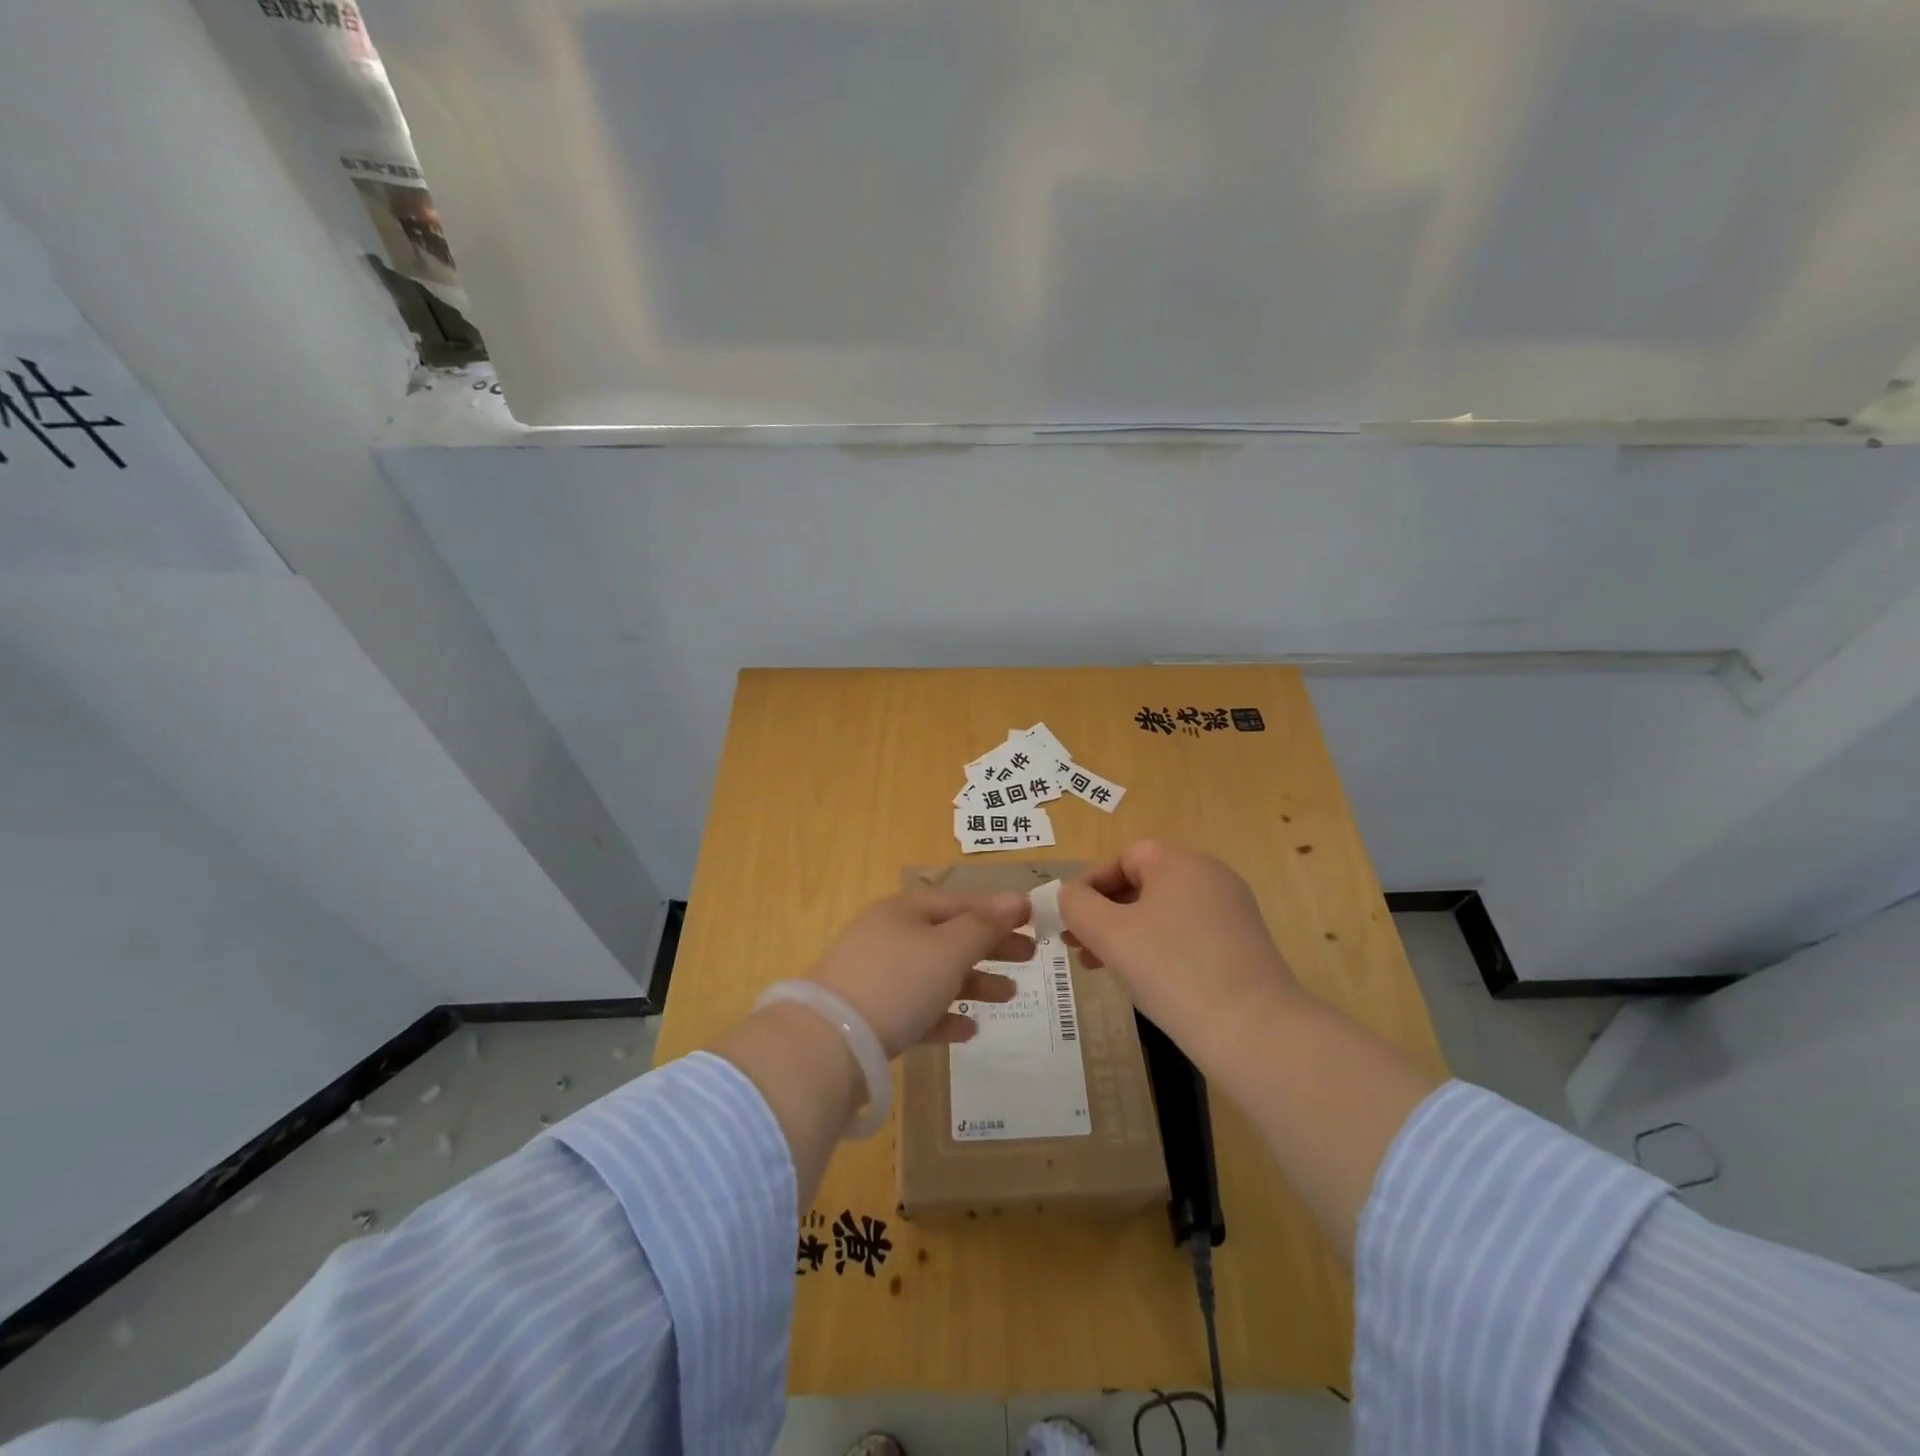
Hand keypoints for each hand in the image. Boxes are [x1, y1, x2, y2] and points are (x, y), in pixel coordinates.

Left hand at [806, 890, 1029, 1057]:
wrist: (828, 1043)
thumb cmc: (898, 981)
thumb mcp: (948, 949)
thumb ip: (984, 925)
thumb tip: (1017, 900)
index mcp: (905, 910)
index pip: (960, 902)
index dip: (998, 909)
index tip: (1034, 920)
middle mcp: (889, 936)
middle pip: (950, 936)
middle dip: (991, 946)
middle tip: (1030, 957)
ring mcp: (877, 976)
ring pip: (935, 973)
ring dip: (973, 982)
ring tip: (1008, 995)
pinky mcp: (871, 1015)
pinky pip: (917, 1009)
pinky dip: (944, 1015)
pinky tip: (968, 1030)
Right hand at [1059, 840, 1301, 1063]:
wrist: (1254, 1031)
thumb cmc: (1173, 969)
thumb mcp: (1110, 934)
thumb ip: (1078, 906)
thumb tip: (1071, 896)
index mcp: (1181, 863)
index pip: (1124, 858)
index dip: (1090, 885)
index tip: (1068, 919)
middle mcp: (1210, 877)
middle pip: (1143, 884)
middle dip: (1104, 913)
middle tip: (1078, 946)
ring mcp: (1231, 912)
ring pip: (1162, 912)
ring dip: (1126, 933)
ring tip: (1101, 967)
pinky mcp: (1242, 946)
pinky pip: (1186, 934)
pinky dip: (1157, 948)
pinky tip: (1143, 980)